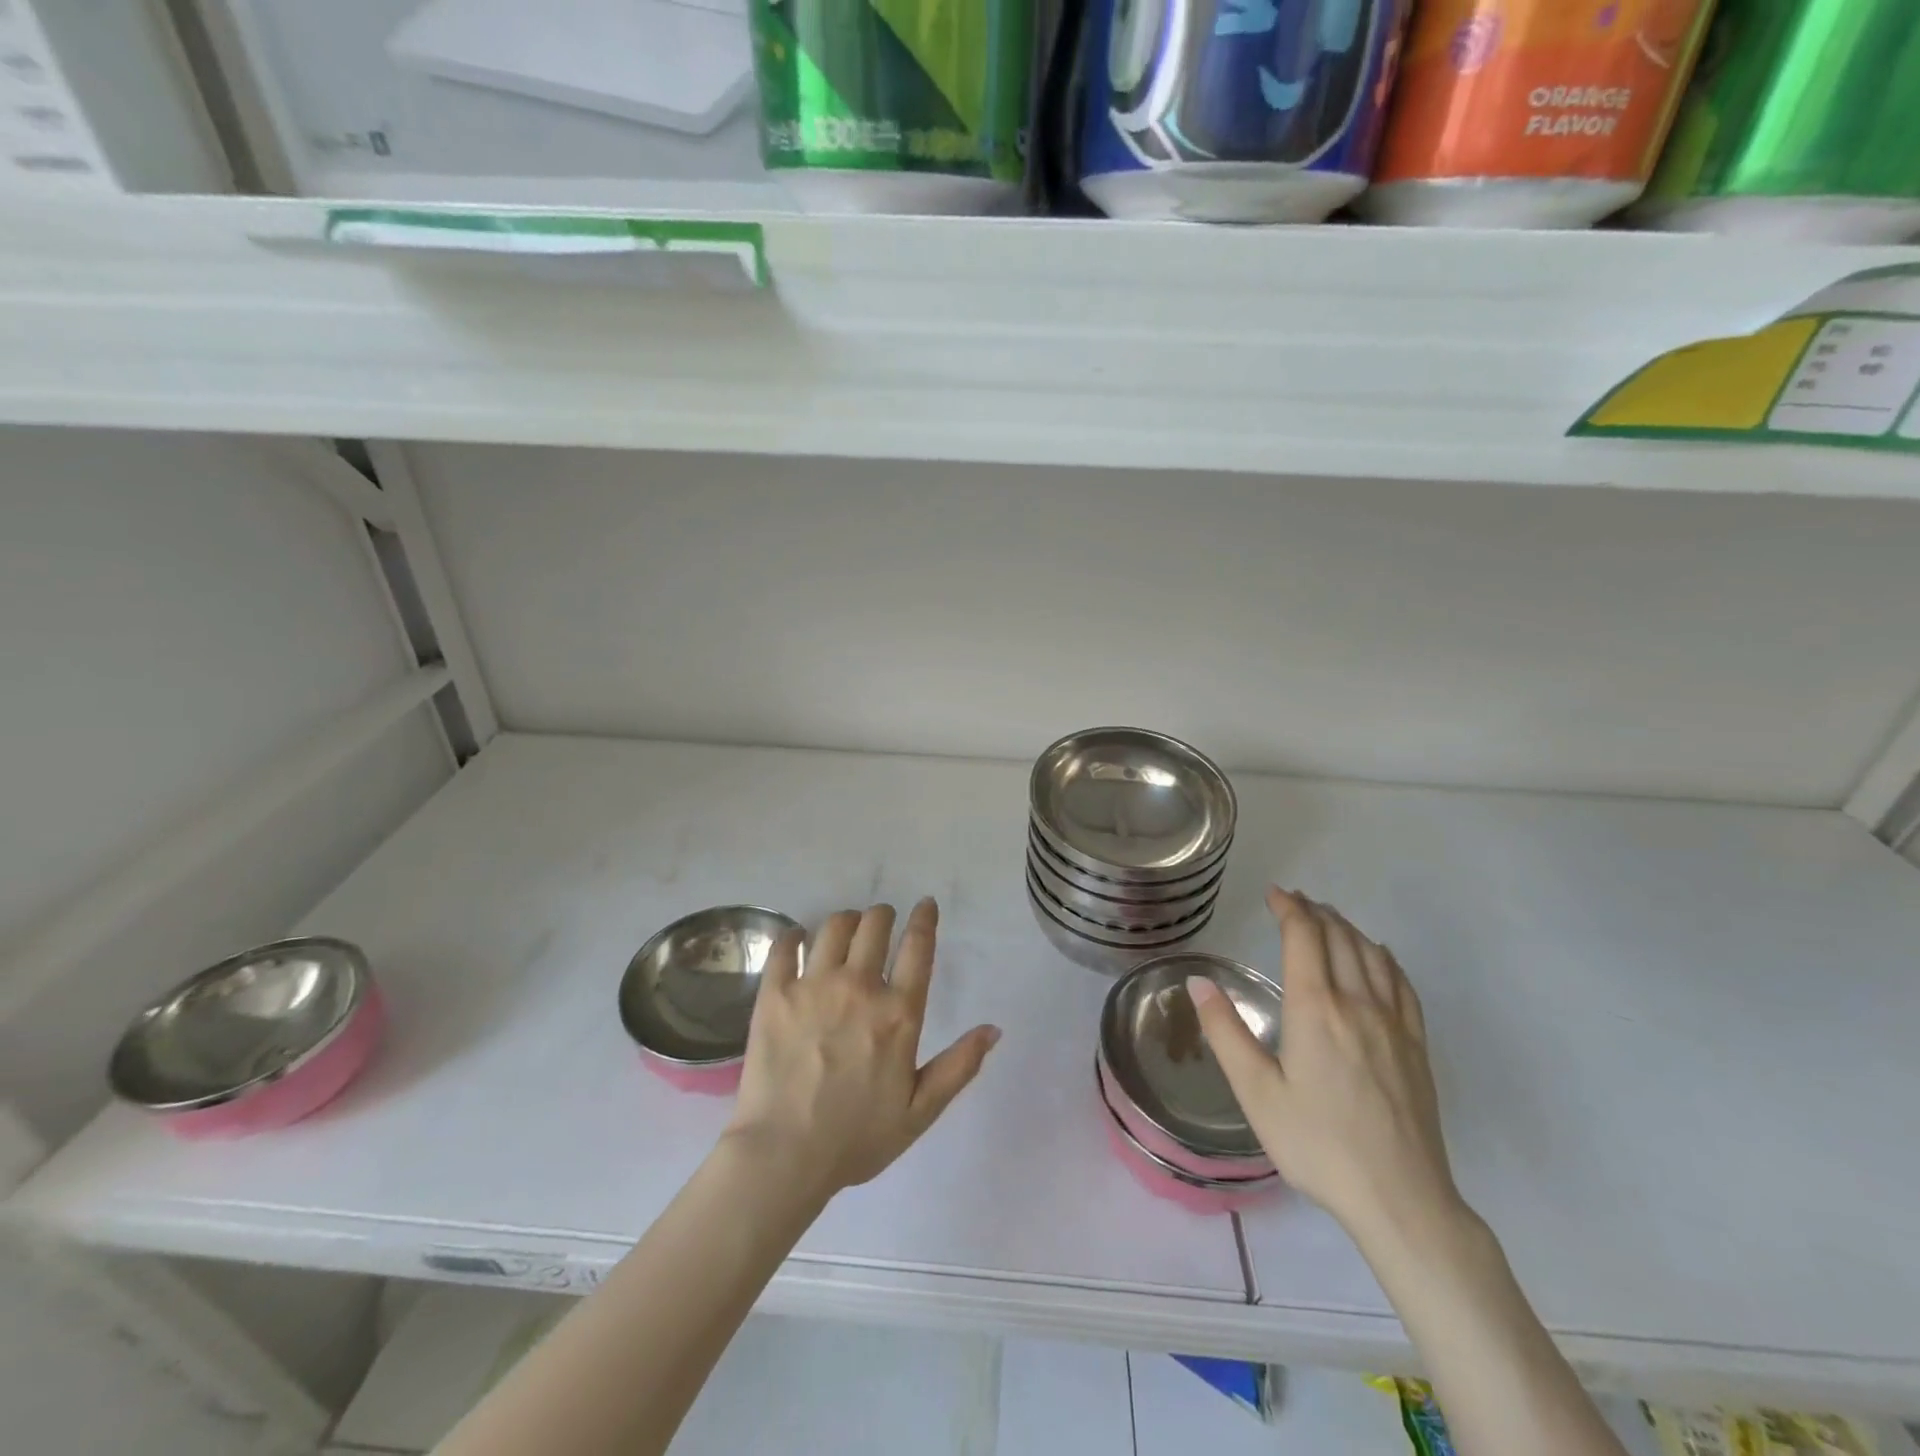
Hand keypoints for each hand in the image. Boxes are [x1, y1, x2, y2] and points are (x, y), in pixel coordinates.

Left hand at [724, 899, 999, 1196]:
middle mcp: (859, 987)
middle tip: (880, 922)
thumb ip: (959, 1066)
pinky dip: (794, 936)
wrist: (784, 1156)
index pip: (918, 947)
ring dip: (845, 921)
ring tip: (844, 931)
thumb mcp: (920, 1111)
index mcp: (898, 1013)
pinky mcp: (775, 994)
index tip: (925, 904)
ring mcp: (814, 986)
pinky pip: (785, 946)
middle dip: (882, 915)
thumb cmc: (857, 1137)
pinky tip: (797, 940)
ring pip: (833, 927)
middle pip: (874, 925)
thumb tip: (994, 1029)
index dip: (924, 918)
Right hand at [1189, 887, 1464, 1244]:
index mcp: (1315, 1008)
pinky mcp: (1416, 1046)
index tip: (1273, 895)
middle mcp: (1357, 1003)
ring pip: (1371, 955)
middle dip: (1314, 912)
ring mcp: (1394, 1023)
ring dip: (1347, 928)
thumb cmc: (1317, 1144)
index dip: (1289, 909)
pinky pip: (1402, 984)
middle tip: (1294, 902)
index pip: (1304, 938)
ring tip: (1327, 919)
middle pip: (1339, 938)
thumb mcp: (1256, 1092)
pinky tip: (1377, 956)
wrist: (1401, 1199)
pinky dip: (1384, 957)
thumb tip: (1198, 982)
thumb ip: (1225, 1032)